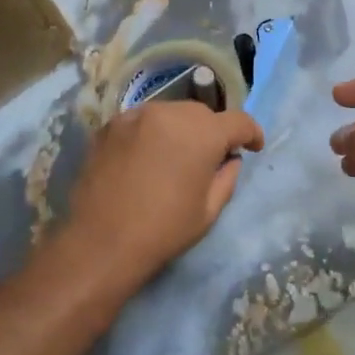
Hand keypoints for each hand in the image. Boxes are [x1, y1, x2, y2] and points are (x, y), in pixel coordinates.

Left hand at [64, 101, 263, 293]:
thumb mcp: (208, 211)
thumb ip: (227, 177)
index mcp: (203, 133)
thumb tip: (229, 158)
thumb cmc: (163, 230)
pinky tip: (145, 158)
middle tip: (209, 158)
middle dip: (212, 132)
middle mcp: (171, 112)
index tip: (253, 146)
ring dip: (180, 130)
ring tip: (174, 157)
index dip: (251, 132)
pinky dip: (152, 133)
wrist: (101, 242)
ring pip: (171, 113)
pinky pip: (143, 121)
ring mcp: (137, 114)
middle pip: (202, 114)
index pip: (238, 121)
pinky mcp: (111, 124)